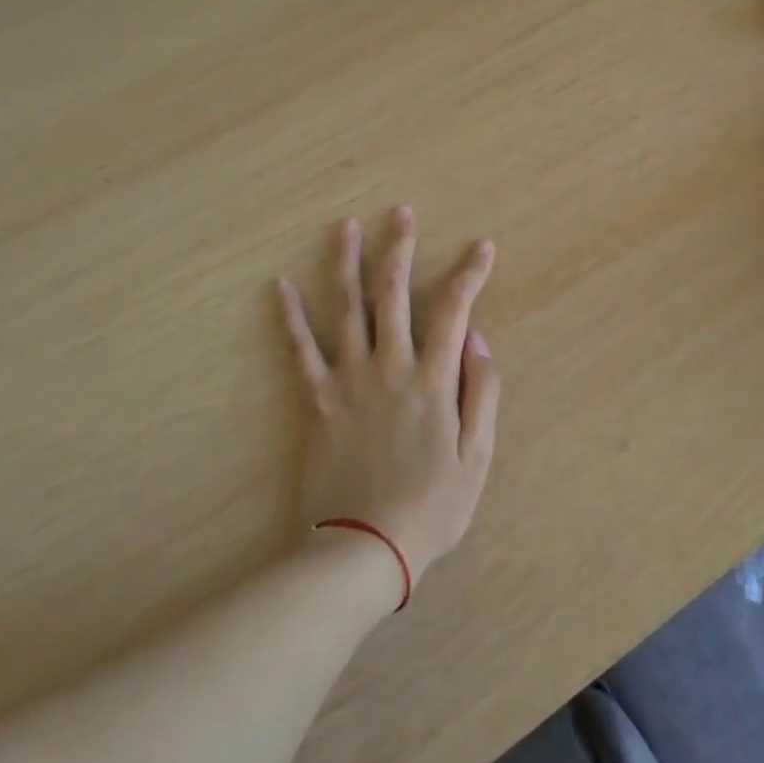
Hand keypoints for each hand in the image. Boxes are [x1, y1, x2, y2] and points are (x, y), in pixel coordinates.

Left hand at [277, 206, 499, 593]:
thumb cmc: (430, 506)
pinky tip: (281, 285)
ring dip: (346, 262)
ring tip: (346, 226)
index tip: (482, 246)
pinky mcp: (317, 399)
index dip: (470, 273)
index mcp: (432, 379)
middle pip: (393, 293)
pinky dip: (290, 316)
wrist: (362, 549)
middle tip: (401, 213)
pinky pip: (300, 350)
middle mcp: (389, 366)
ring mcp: (348, 379)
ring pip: (346, 307)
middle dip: (400, 248)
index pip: (454, 310)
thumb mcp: (476, 456)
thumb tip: (478, 338)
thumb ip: (481, 391)